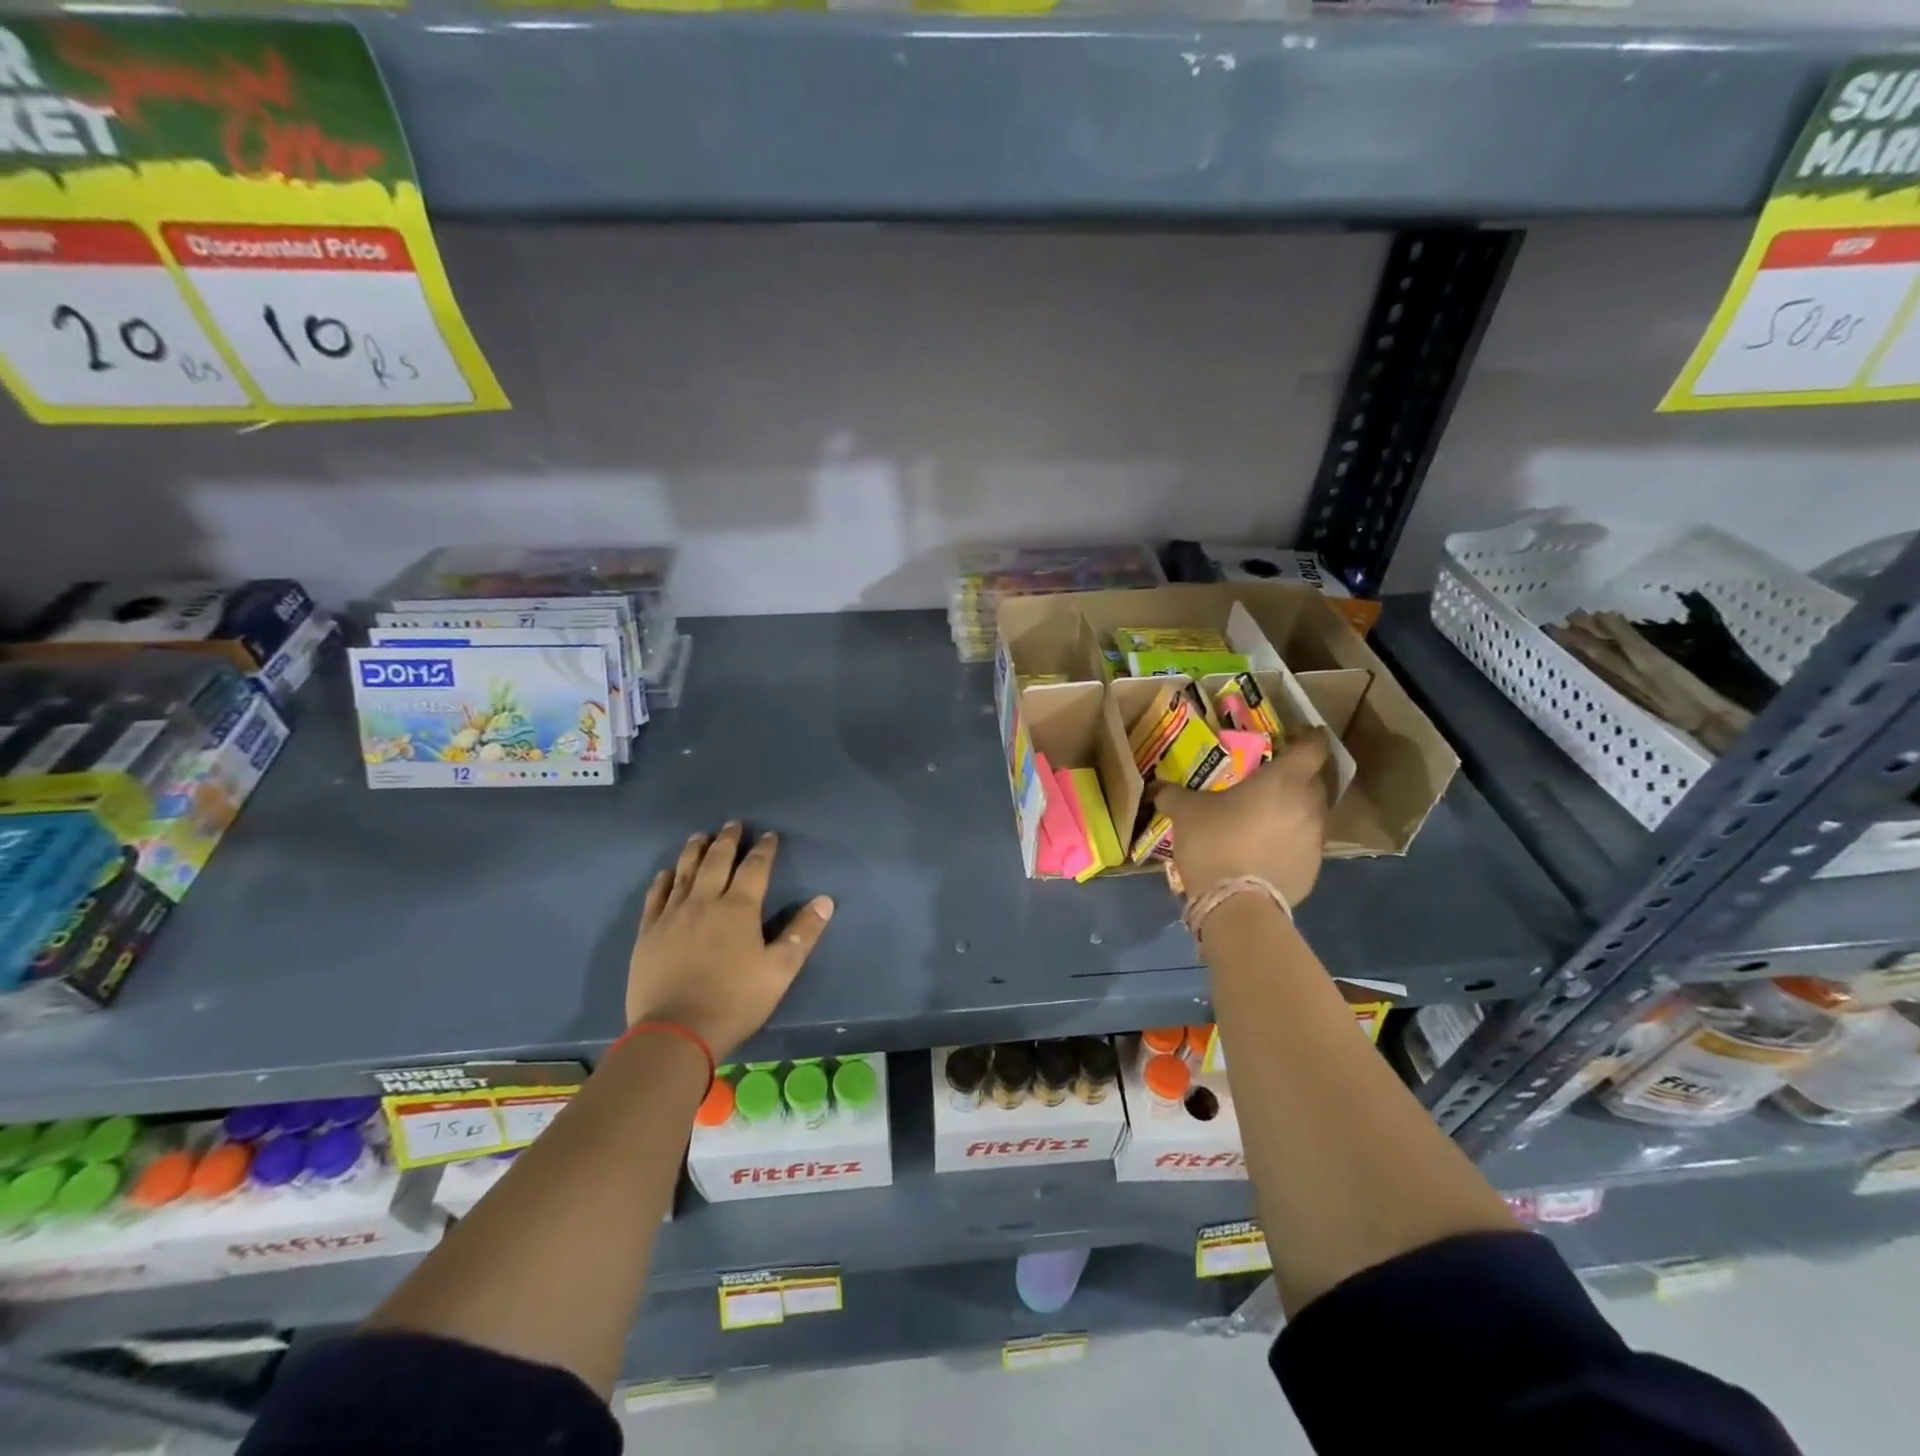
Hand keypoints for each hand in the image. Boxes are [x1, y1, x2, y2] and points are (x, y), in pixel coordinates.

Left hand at [626, 823, 833, 1059]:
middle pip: (717, 861)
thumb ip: (802, 933)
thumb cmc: (735, 1001)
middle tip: (733, 824)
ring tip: (700, 836)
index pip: (755, 868)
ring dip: (695, 850)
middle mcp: (705, 902)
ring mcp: (672, 915)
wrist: (675, 1031)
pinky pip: (656, 896)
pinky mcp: (648, 933)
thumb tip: (825, 900)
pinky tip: (667, 873)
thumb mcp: (780, 971)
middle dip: (727, 840)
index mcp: (739, 909)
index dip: (763, 850)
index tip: (769, 836)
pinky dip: (664, 880)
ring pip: (684, 872)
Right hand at [1156, 733, 1330, 906]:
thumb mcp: (1186, 813)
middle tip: (1274, 777)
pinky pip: (1307, 842)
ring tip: (1270, 814)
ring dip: (1297, 808)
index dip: (1307, 738)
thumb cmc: (1215, 844)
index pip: (1313, 747)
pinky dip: (1293, 838)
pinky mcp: (1315, 867)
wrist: (1237, 904)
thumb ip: (1173, 795)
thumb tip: (1156, 788)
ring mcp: (1316, 838)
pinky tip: (1269, 847)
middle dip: (1300, 775)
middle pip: (1318, 779)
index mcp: (1284, 780)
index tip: (1294, 737)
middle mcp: (1309, 804)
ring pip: (1314, 812)